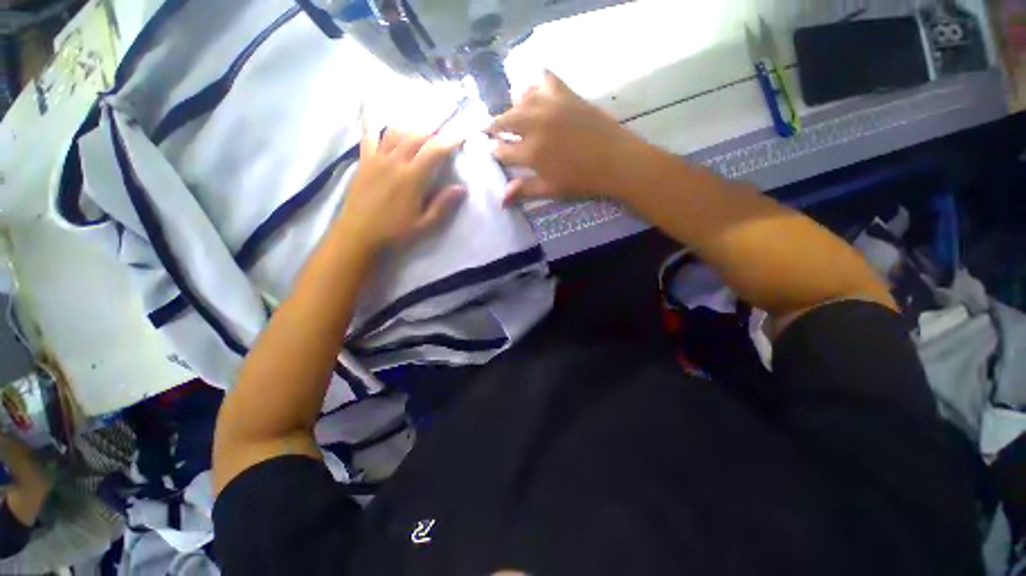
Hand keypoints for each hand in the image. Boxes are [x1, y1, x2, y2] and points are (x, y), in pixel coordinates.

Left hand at [338, 126, 464, 254]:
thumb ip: (443, 205)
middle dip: (434, 124)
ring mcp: (377, 158)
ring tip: (423, 116)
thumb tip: (462, 188)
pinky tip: (371, 104)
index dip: (450, 140)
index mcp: (412, 178)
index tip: (462, 133)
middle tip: (447, 116)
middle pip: (417, 135)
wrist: (358, 234)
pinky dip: (371, 120)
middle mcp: (395, 161)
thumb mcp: (424, 224)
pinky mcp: (364, 160)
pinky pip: (368, 135)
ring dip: (412, 123)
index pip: (435, 151)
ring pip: (396, 131)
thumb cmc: (395, 232)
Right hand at [487, 71, 649, 203]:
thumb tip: (501, 200)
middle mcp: (535, 124)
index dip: (496, 152)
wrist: (616, 161)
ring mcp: (550, 105)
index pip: (502, 150)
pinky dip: (537, 85)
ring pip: (521, 98)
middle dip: (494, 126)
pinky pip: (545, 80)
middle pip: (505, 120)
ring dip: (514, 107)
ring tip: (515, 115)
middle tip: (492, 129)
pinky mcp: (566, 94)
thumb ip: (524, 191)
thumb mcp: (551, 190)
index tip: (494, 152)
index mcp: (531, 152)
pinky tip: (537, 93)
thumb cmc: (582, 181)